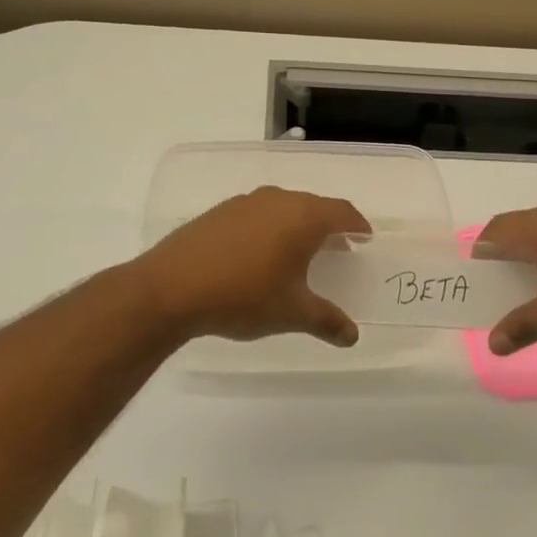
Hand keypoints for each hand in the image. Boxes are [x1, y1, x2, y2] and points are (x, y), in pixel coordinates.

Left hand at [132, 186, 370, 346]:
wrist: (171, 288)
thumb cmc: (244, 295)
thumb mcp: (292, 313)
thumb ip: (327, 321)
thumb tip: (352, 336)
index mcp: (303, 217)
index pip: (342, 212)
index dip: (357, 225)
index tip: (365, 238)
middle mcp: (277, 199)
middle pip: (313, 206)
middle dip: (329, 225)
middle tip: (338, 248)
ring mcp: (244, 203)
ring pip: (283, 207)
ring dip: (297, 225)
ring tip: (299, 252)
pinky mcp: (218, 213)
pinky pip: (256, 214)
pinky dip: (269, 228)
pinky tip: (259, 254)